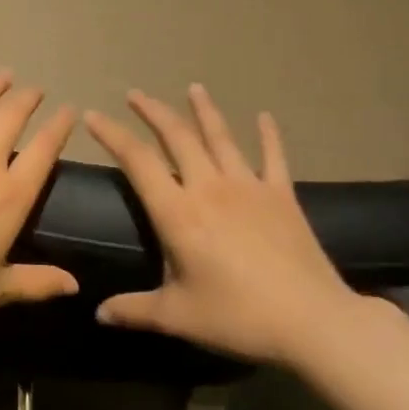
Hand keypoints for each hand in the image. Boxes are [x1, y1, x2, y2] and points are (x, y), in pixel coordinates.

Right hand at [83, 86, 361, 364]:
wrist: (315, 322)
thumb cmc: (238, 317)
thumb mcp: (178, 317)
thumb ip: (134, 310)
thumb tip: (98, 314)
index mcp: (178, 212)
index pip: (137, 161)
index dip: (113, 135)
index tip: (93, 115)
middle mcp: (209, 188)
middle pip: (177, 137)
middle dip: (153, 111)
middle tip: (135, 94)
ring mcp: (250, 187)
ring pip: (221, 137)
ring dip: (204, 110)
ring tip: (193, 88)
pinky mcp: (282, 197)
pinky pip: (273, 157)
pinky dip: (268, 135)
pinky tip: (264, 116)